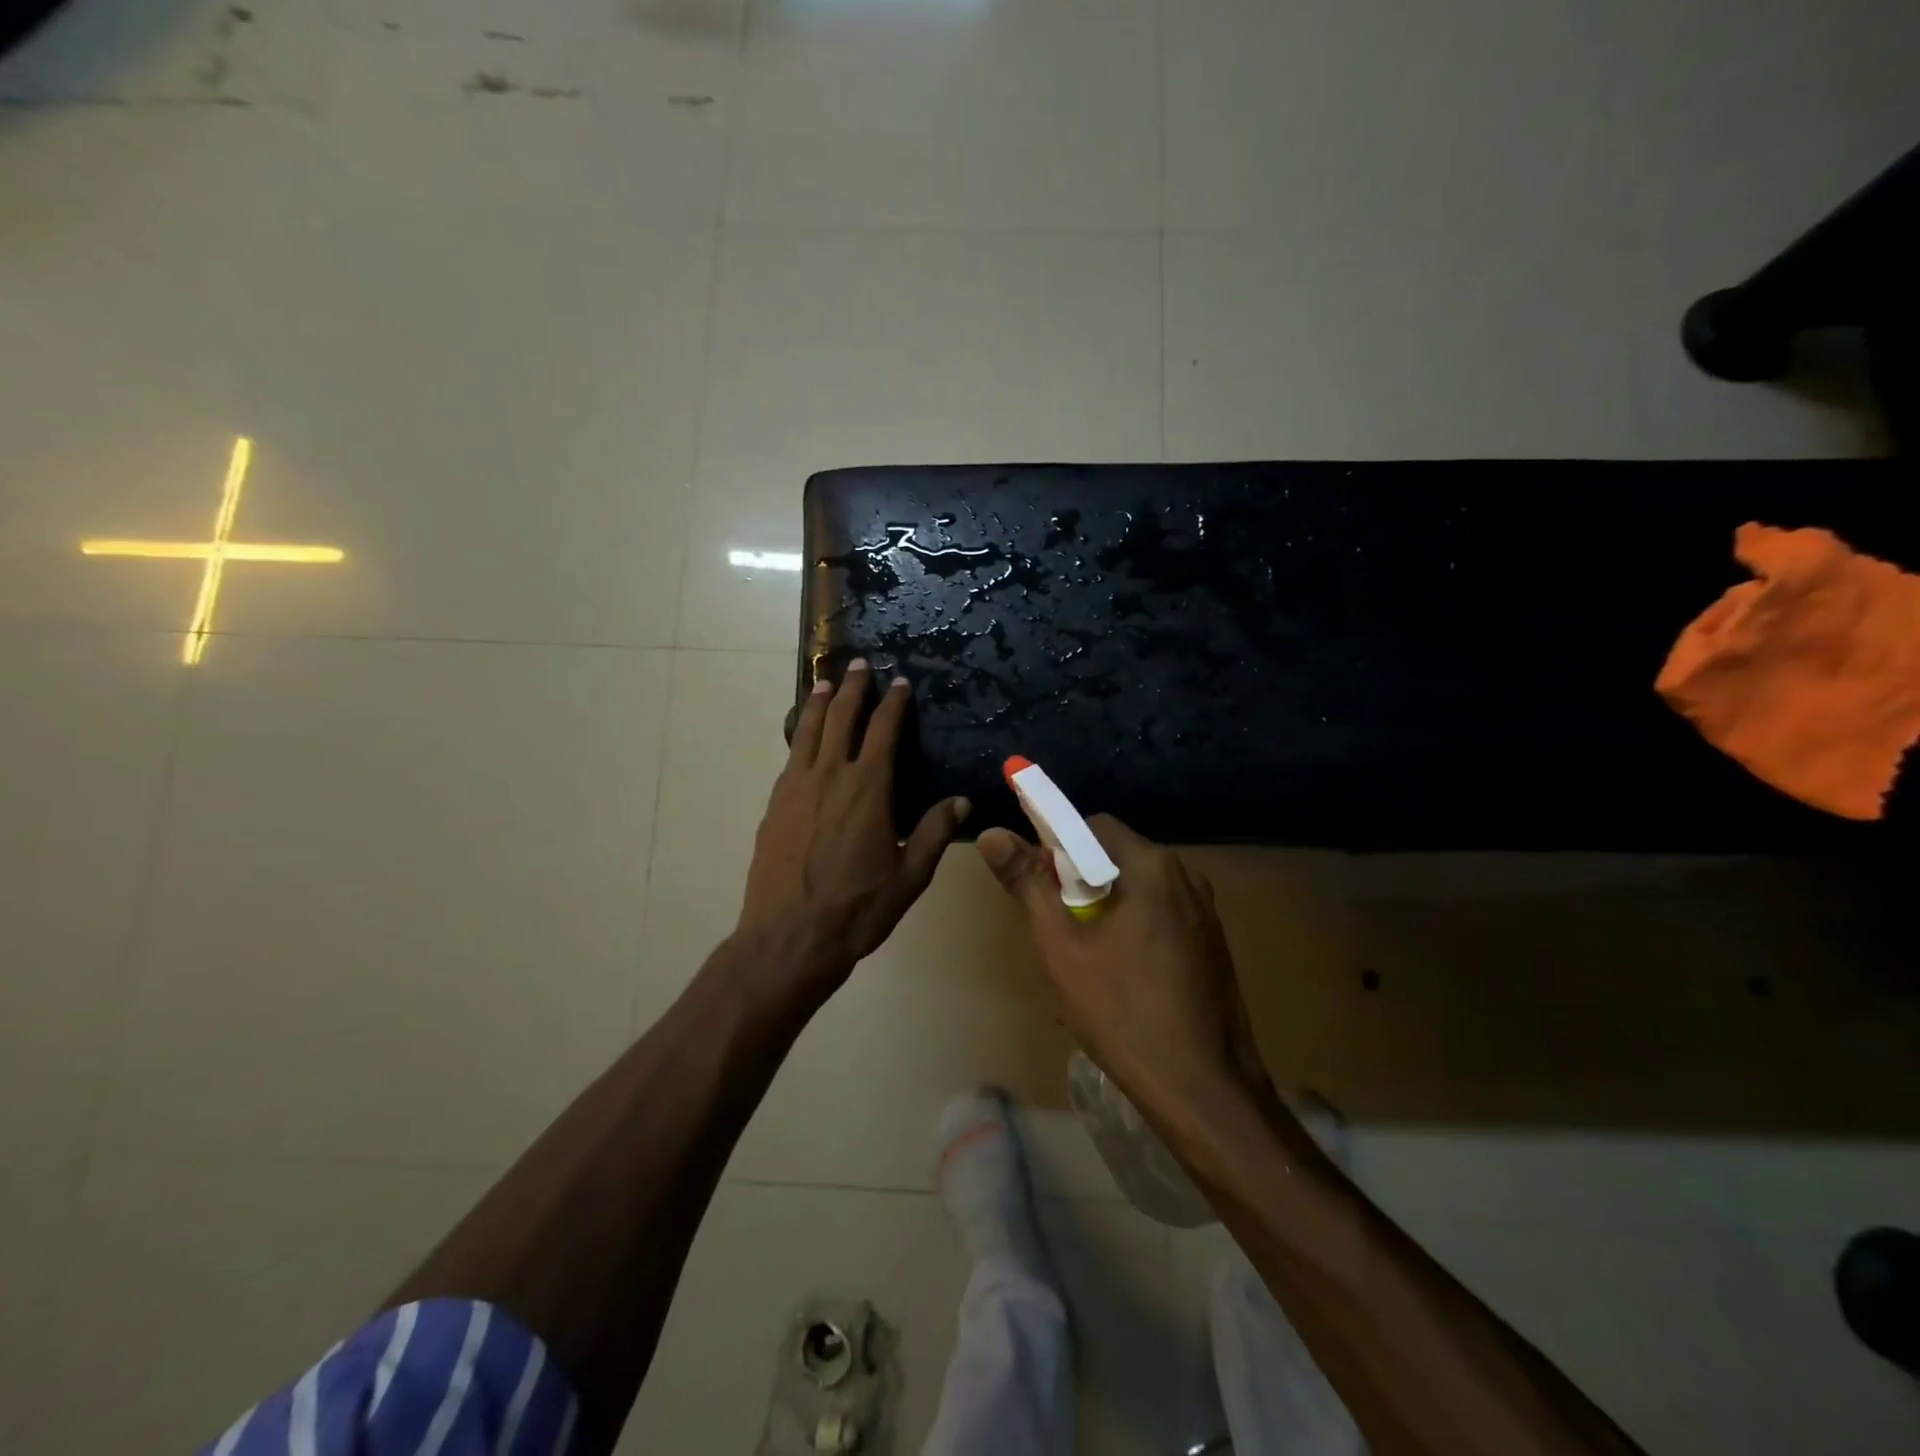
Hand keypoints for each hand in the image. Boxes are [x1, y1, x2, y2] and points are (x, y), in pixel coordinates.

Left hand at [736, 660, 969, 1001]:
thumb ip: (933, 833)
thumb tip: (961, 802)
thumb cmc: (857, 908)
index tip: (899, 682)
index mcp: (868, 789)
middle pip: (841, 718)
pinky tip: (803, 737)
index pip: (883, 731)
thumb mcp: (909, 876)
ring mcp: (796, 788)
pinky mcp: (774, 805)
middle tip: (860, 665)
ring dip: (819, 703)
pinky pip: (791, 757)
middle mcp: (830, 776)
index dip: (892, 703)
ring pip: (808, 731)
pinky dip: (800, 735)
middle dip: (853, 688)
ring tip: (825, 682)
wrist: (788, 936)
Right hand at [976, 816, 1277, 1117]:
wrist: (1204, 1090)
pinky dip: (1134, 930)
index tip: (1040, 889)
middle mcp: (1186, 876)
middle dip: (1080, 883)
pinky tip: (1121, 978)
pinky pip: (1161, 917)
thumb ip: (1028, 883)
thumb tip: (992, 833)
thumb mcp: (1061, 945)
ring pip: (1138, 890)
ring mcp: (1205, 912)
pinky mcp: (1213, 944)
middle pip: (1117, 857)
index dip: (1057, 849)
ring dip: (1106, 909)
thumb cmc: (1123, 1011)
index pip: (1092, 827)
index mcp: (1151, 865)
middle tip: (1059, 930)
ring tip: (1085, 960)